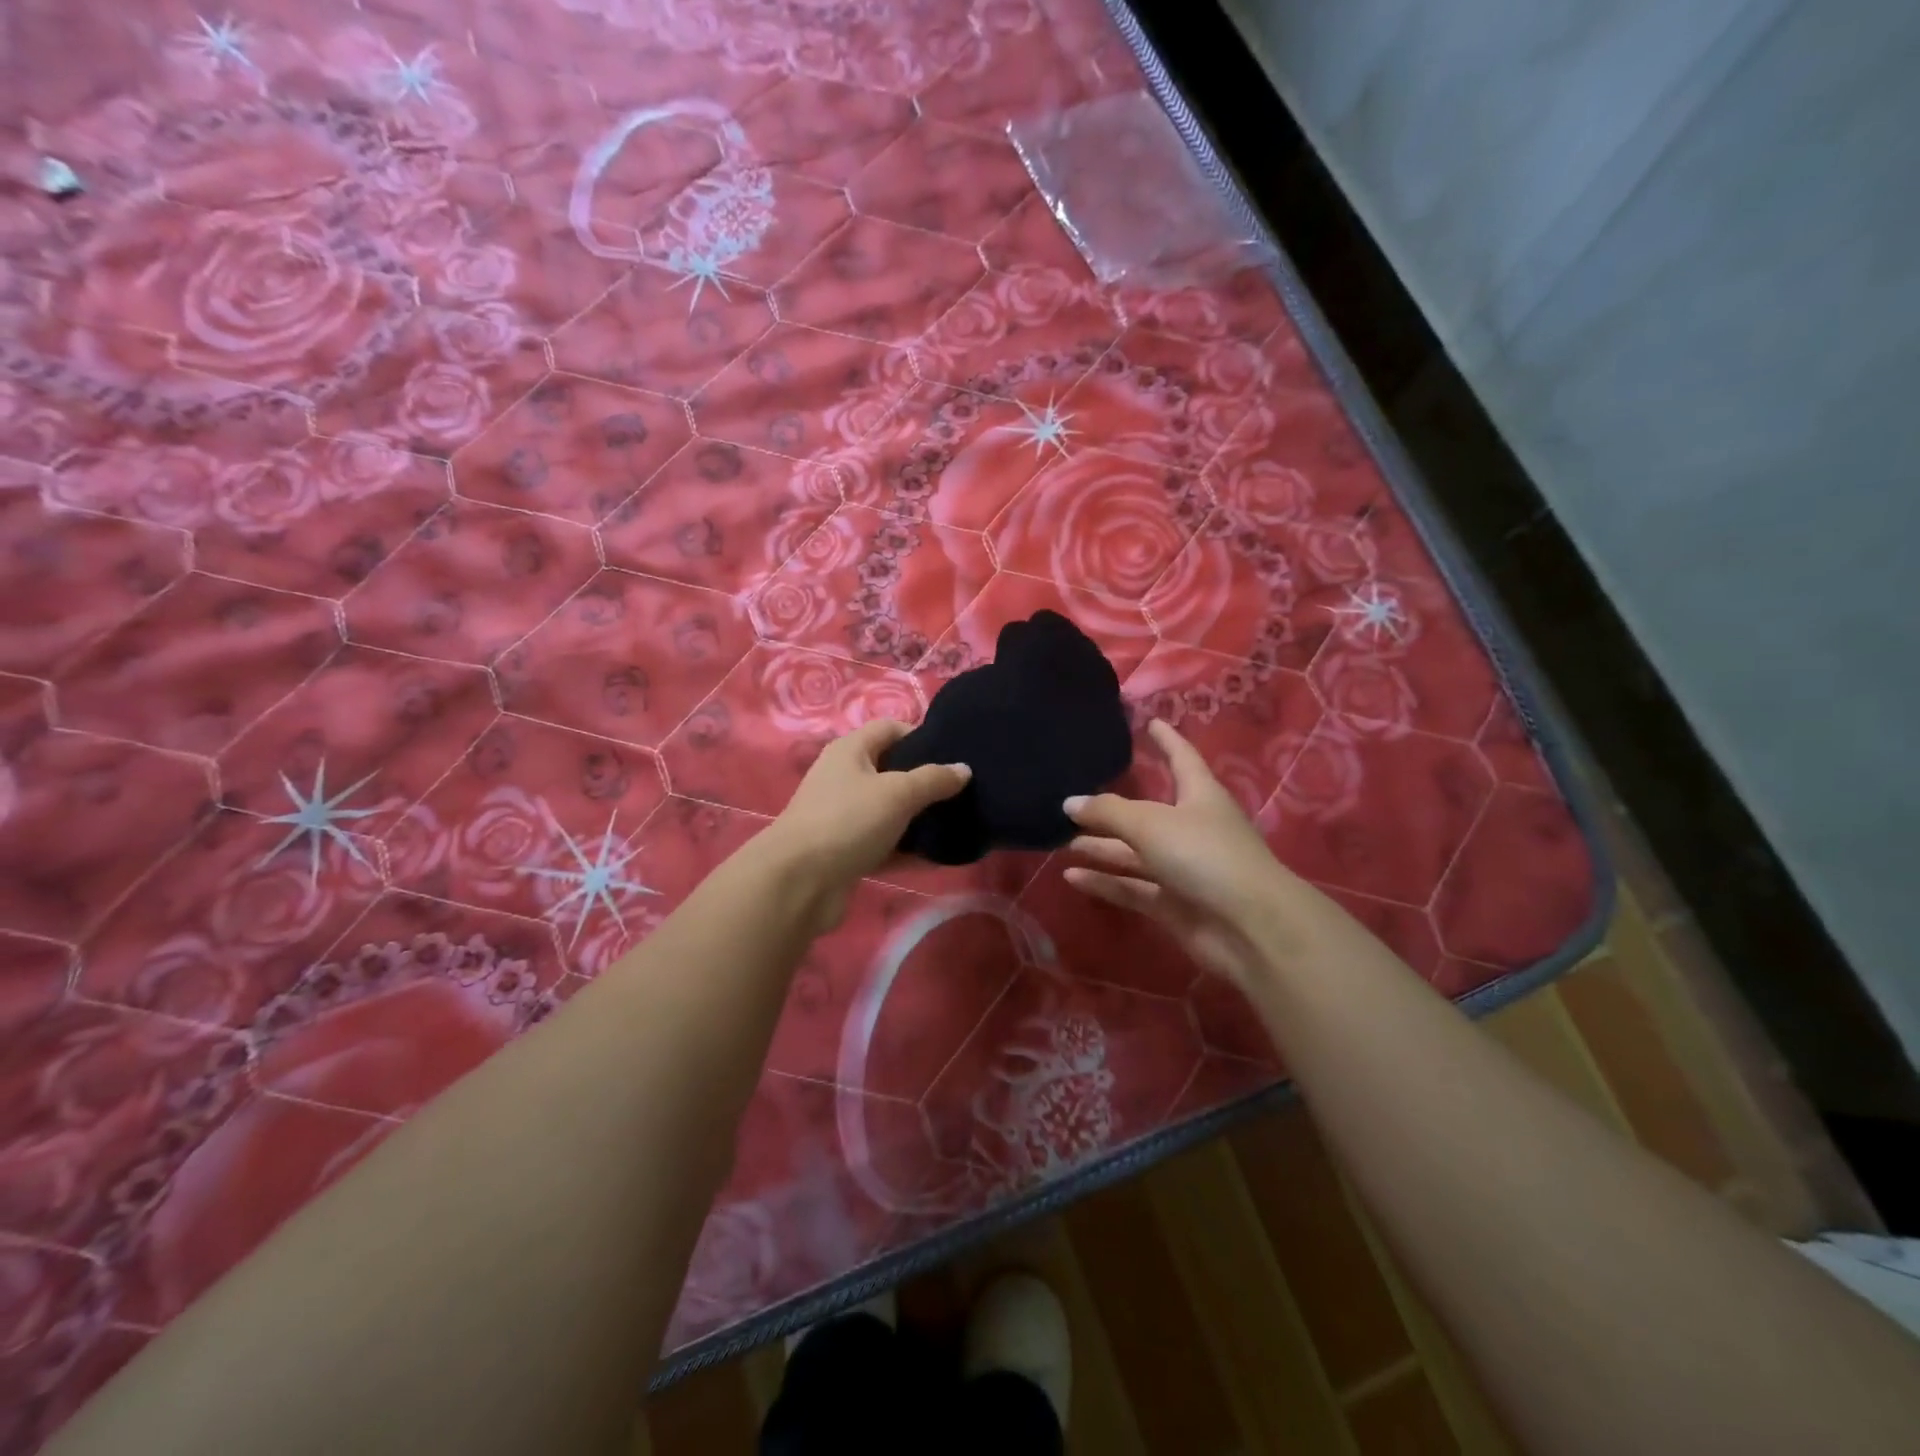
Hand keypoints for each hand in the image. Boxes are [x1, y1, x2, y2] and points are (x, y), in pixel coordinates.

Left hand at [762, 719, 970, 929]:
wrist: (799, 882)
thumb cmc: (848, 821)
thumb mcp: (898, 793)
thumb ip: (934, 779)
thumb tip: (964, 769)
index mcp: (850, 751)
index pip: (890, 729)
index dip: (921, 736)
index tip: (954, 754)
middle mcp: (843, 778)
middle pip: (891, 770)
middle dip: (925, 780)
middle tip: (962, 790)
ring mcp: (843, 816)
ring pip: (889, 810)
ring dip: (919, 818)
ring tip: (957, 822)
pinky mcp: (845, 851)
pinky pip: (884, 844)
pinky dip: (907, 849)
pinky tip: (938, 857)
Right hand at [1064, 720, 1311, 987]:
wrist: (1250, 927)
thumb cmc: (1205, 855)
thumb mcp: (1151, 823)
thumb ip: (1107, 811)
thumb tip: (1069, 802)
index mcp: (1199, 796)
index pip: (1181, 758)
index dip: (1166, 740)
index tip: (1150, 722)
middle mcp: (1192, 828)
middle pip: (1147, 812)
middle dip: (1113, 807)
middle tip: (1074, 797)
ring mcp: (1184, 869)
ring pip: (1135, 852)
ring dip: (1102, 847)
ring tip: (1062, 839)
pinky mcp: (1174, 904)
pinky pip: (1132, 888)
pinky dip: (1105, 882)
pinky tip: (1071, 876)